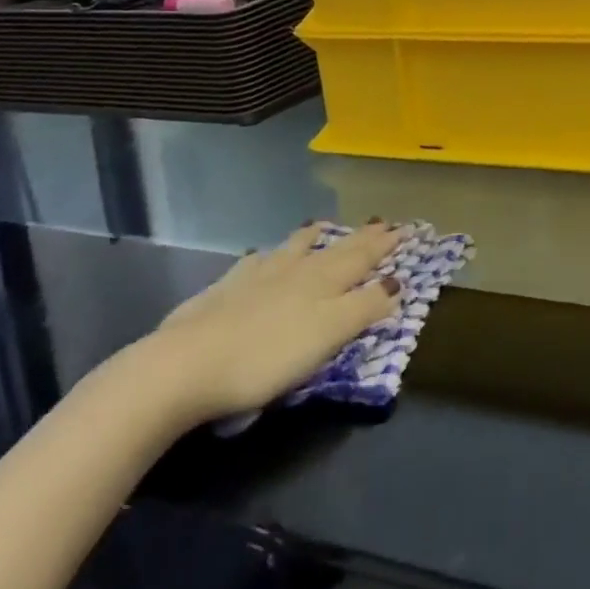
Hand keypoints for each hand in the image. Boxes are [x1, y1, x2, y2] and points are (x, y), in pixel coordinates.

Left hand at [137, 219, 404, 426]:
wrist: (183, 366)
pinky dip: (264, 256)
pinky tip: (259, 256)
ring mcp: (255, 277)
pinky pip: (252, 264)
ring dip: (311, 239)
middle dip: (361, 238)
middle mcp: (295, 270)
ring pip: (291, 250)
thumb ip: (364, 308)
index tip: (406, 228)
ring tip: (320, 226)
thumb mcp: (329, 335)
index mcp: (324, 281)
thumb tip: (397, 282)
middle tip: (380, 222)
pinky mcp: (222, 292)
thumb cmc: (267, 356)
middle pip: (335, 250)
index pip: (364, 257)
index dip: (386, 244)